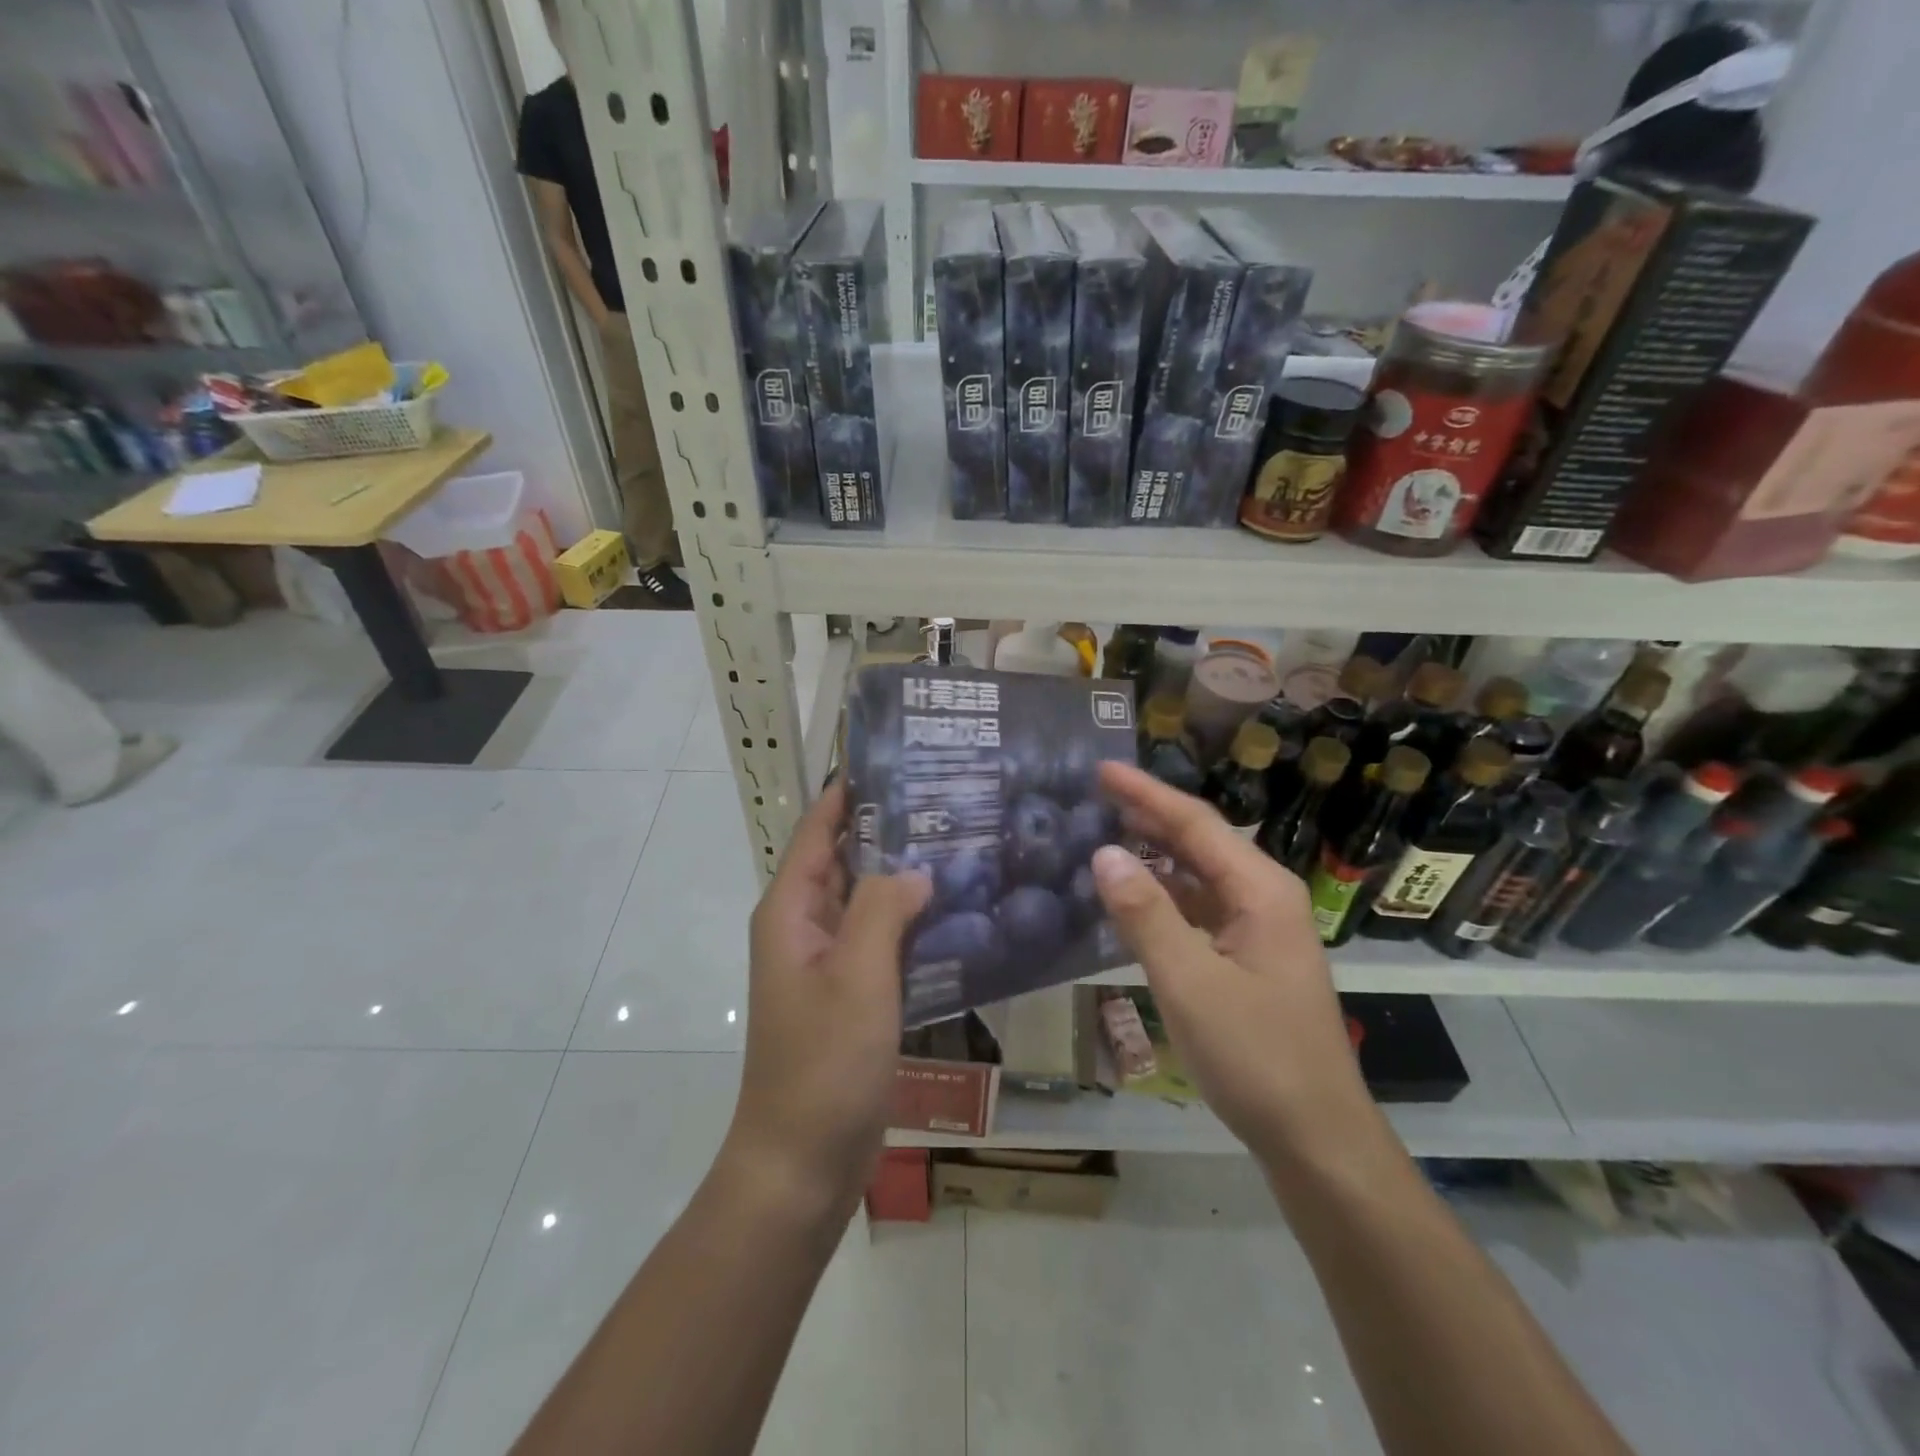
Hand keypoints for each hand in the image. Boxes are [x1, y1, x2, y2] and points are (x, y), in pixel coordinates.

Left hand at [728, 783, 931, 1213]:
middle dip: (894, 829)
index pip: (821, 827)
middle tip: (956, 799)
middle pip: (849, 858)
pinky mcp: (854, 992)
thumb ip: (883, 909)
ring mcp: (831, 961)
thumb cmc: (822, 1064)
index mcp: (791, 909)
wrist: (802, 1162)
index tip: (904, 760)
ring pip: (872, 899)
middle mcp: (807, 925)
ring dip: (909, 875)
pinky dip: (915, 921)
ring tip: (967, 844)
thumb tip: (916, 868)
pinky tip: (961, 911)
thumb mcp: (856, 977)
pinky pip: (884, 939)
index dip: (854, 791)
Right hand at [1090, 762, 1377, 1166]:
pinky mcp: (1248, 958)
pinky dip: (1164, 894)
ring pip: (1199, 875)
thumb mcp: (1190, 983)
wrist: (1317, 1138)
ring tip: (1105, 833)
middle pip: (1200, 842)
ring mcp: (1259, 929)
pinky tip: (1133, 896)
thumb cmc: (1256, 1057)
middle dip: (1149, 815)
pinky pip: (1200, 909)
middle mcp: (1264, 897)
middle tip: (1094, 794)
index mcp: (1260, 890)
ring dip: (1155, 853)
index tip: (1102, 768)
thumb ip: (1145, 915)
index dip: (1146, 793)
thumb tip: (1104, 852)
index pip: (1195, 823)